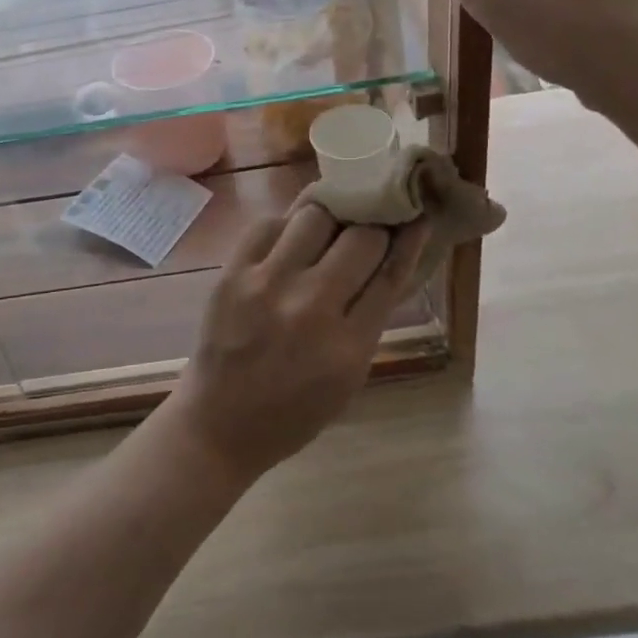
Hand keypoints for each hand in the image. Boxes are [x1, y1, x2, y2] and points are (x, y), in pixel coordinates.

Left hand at [168, 207, 429, 482]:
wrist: (221, 423)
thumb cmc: (294, 410)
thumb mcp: (350, 376)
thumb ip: (371, 317)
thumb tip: (392, 255)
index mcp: (349, 346)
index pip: (391, 272)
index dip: (409, 238)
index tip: (416, 214)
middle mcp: (312, 308)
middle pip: (360, 237)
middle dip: (371, 226)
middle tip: (368, 223)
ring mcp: (268, 285)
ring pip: (315, 216)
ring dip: (330, 217)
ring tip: (328, 225)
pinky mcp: (233, 273)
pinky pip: (269, 224)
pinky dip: (286, 225)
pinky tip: (290, 237)